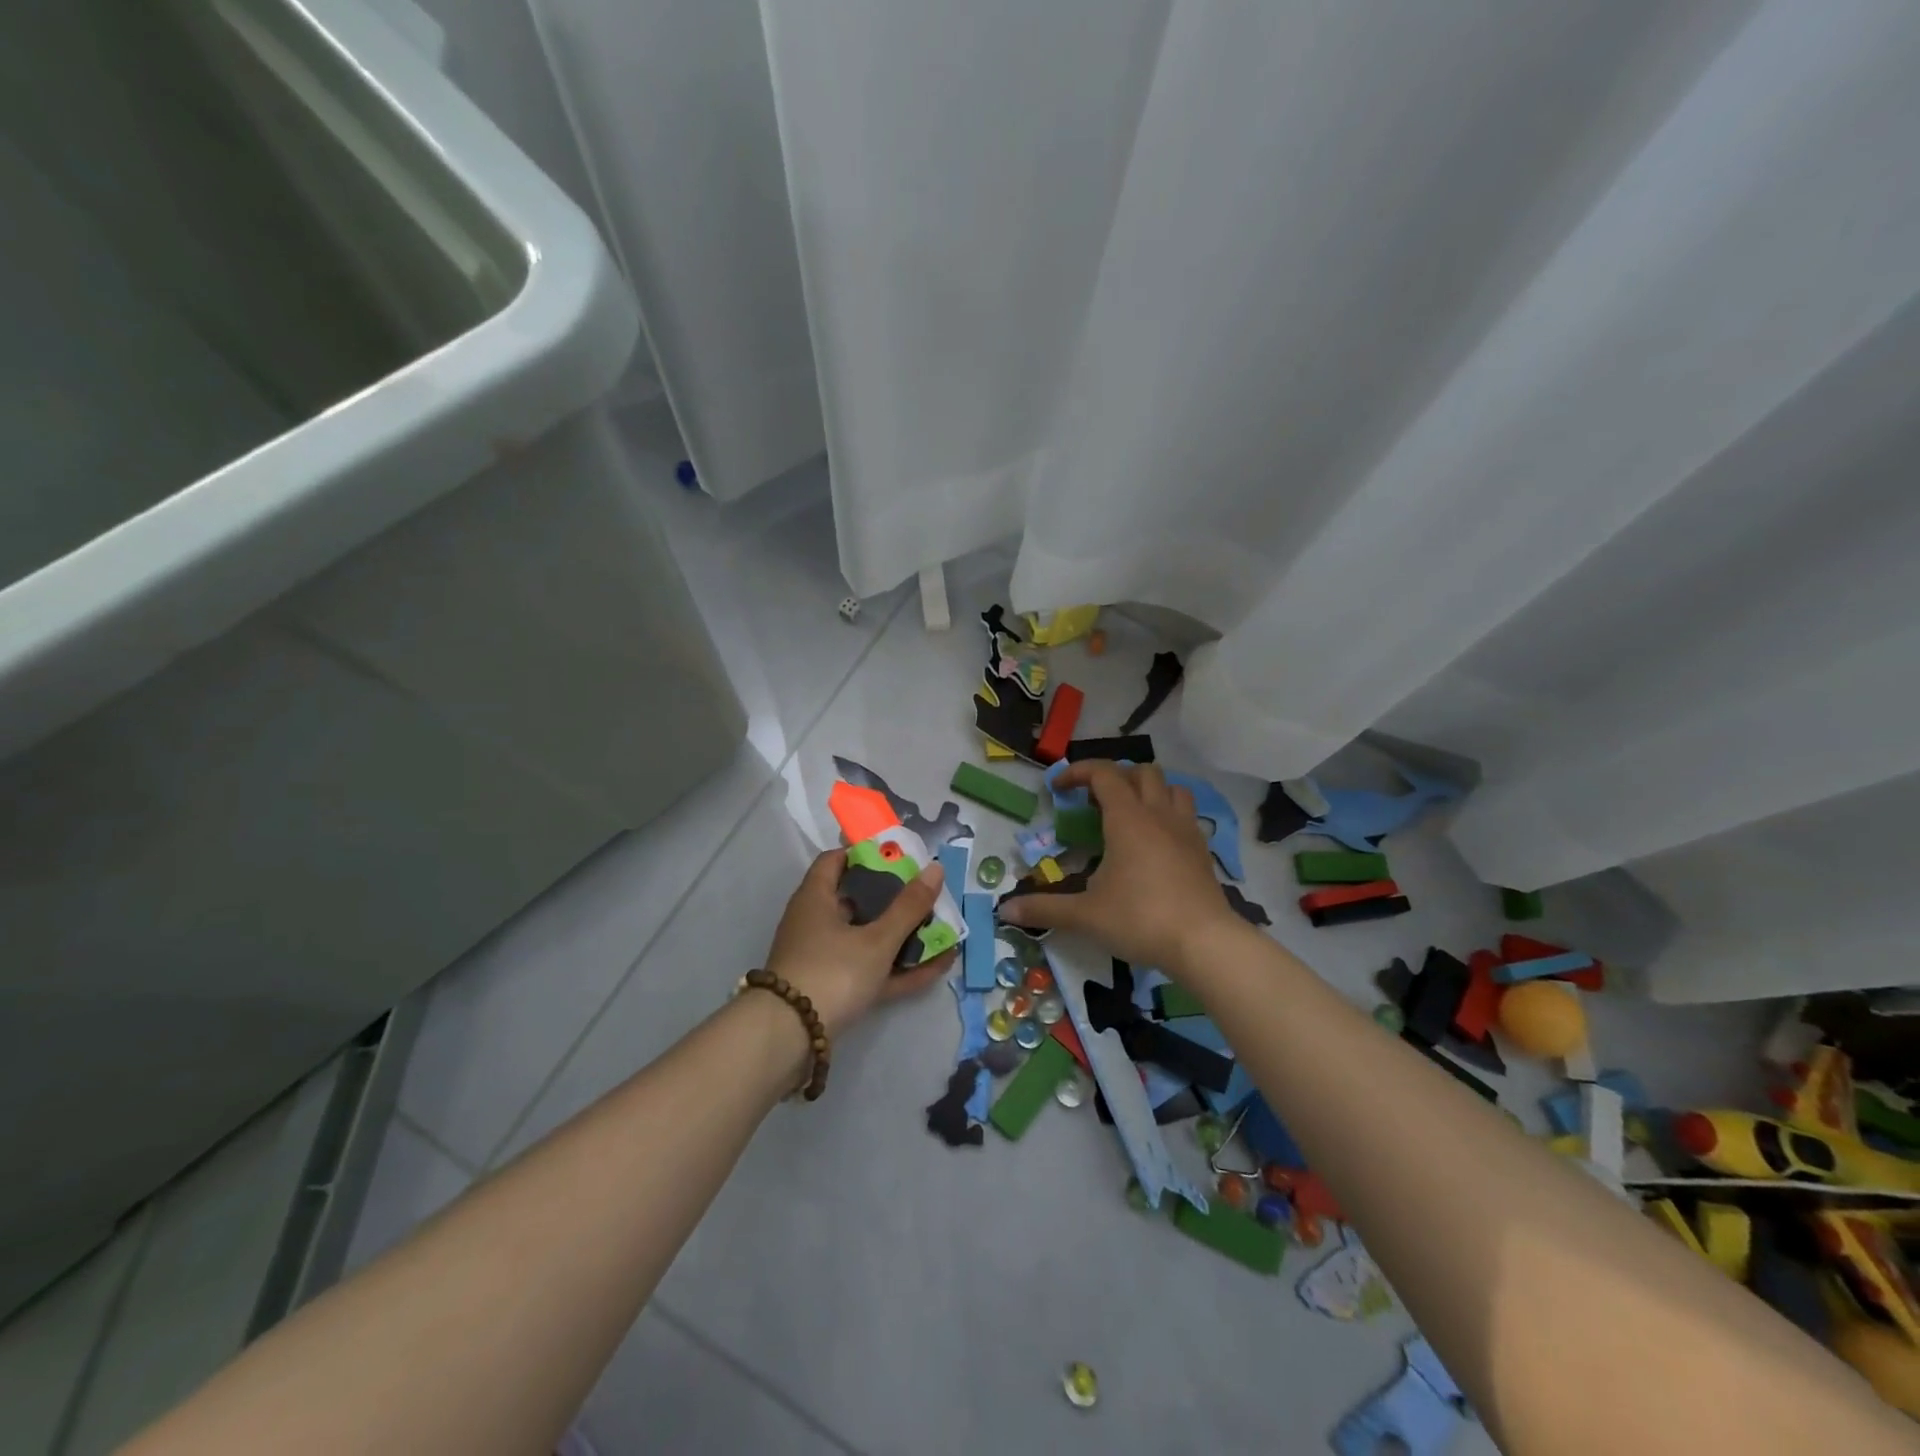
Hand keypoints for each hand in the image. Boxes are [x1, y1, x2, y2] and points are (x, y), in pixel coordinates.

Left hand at [763, 851, 953, 1039]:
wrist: (788, 1039)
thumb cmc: (831, 972)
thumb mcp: (877, 940)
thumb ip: (908, 907)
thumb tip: (935, 868)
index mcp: (816, 898)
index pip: (836, 860)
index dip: (865, 853)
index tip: (898, 856)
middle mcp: (816, 923)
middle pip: (857, 899)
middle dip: (893, 897)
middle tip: (926, 893)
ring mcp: (823, 958)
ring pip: (867, 937)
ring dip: (902, 934)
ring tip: (940, 929)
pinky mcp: (833, 989)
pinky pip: (872, 969)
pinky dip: (900, 967)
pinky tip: (938, 966)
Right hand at [998, 762, 1241, 971]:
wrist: (1204, 943)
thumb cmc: (1140, 919)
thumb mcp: (1085, 915)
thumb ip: (1045, 908)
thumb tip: (1005, 911)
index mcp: (1127, 819)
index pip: (1104, 773)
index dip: (1079, 772)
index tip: (1059, 788)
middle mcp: (1158, 815)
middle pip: (1142, 772)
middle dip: (1115, 777)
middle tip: (1094, 801)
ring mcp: (1186, 831)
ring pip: (1172, 788)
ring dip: (1149, 790)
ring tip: (1130, 813)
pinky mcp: (1203, 851)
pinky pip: (1186, 815)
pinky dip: (1168, 814)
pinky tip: (1156, 843)